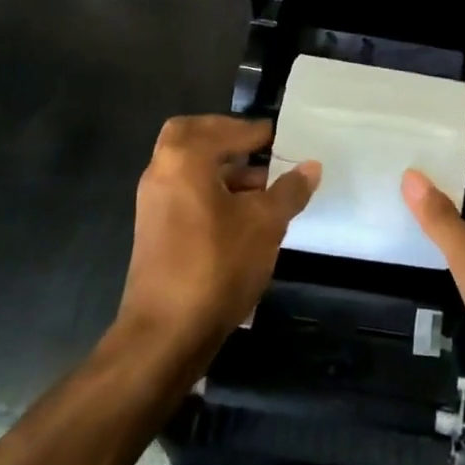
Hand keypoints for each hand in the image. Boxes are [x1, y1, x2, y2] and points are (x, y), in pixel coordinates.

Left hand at [116, 116, 320, 355]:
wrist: (165, 335)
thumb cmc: (217, 265)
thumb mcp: (266, 224)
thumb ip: (289, 190)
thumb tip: (311, 167)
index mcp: (185, 159)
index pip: (223, 129)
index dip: (254, 131)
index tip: (278, 136)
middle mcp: (161, 173)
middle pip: (191, 137)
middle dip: (224, 138)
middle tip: (256, 147)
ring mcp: (153, 204)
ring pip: (187, 167)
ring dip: (222, 168)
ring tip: (261, 187)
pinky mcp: (153, 231)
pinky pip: (184, 192)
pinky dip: (210, 190)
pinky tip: (242, 215)